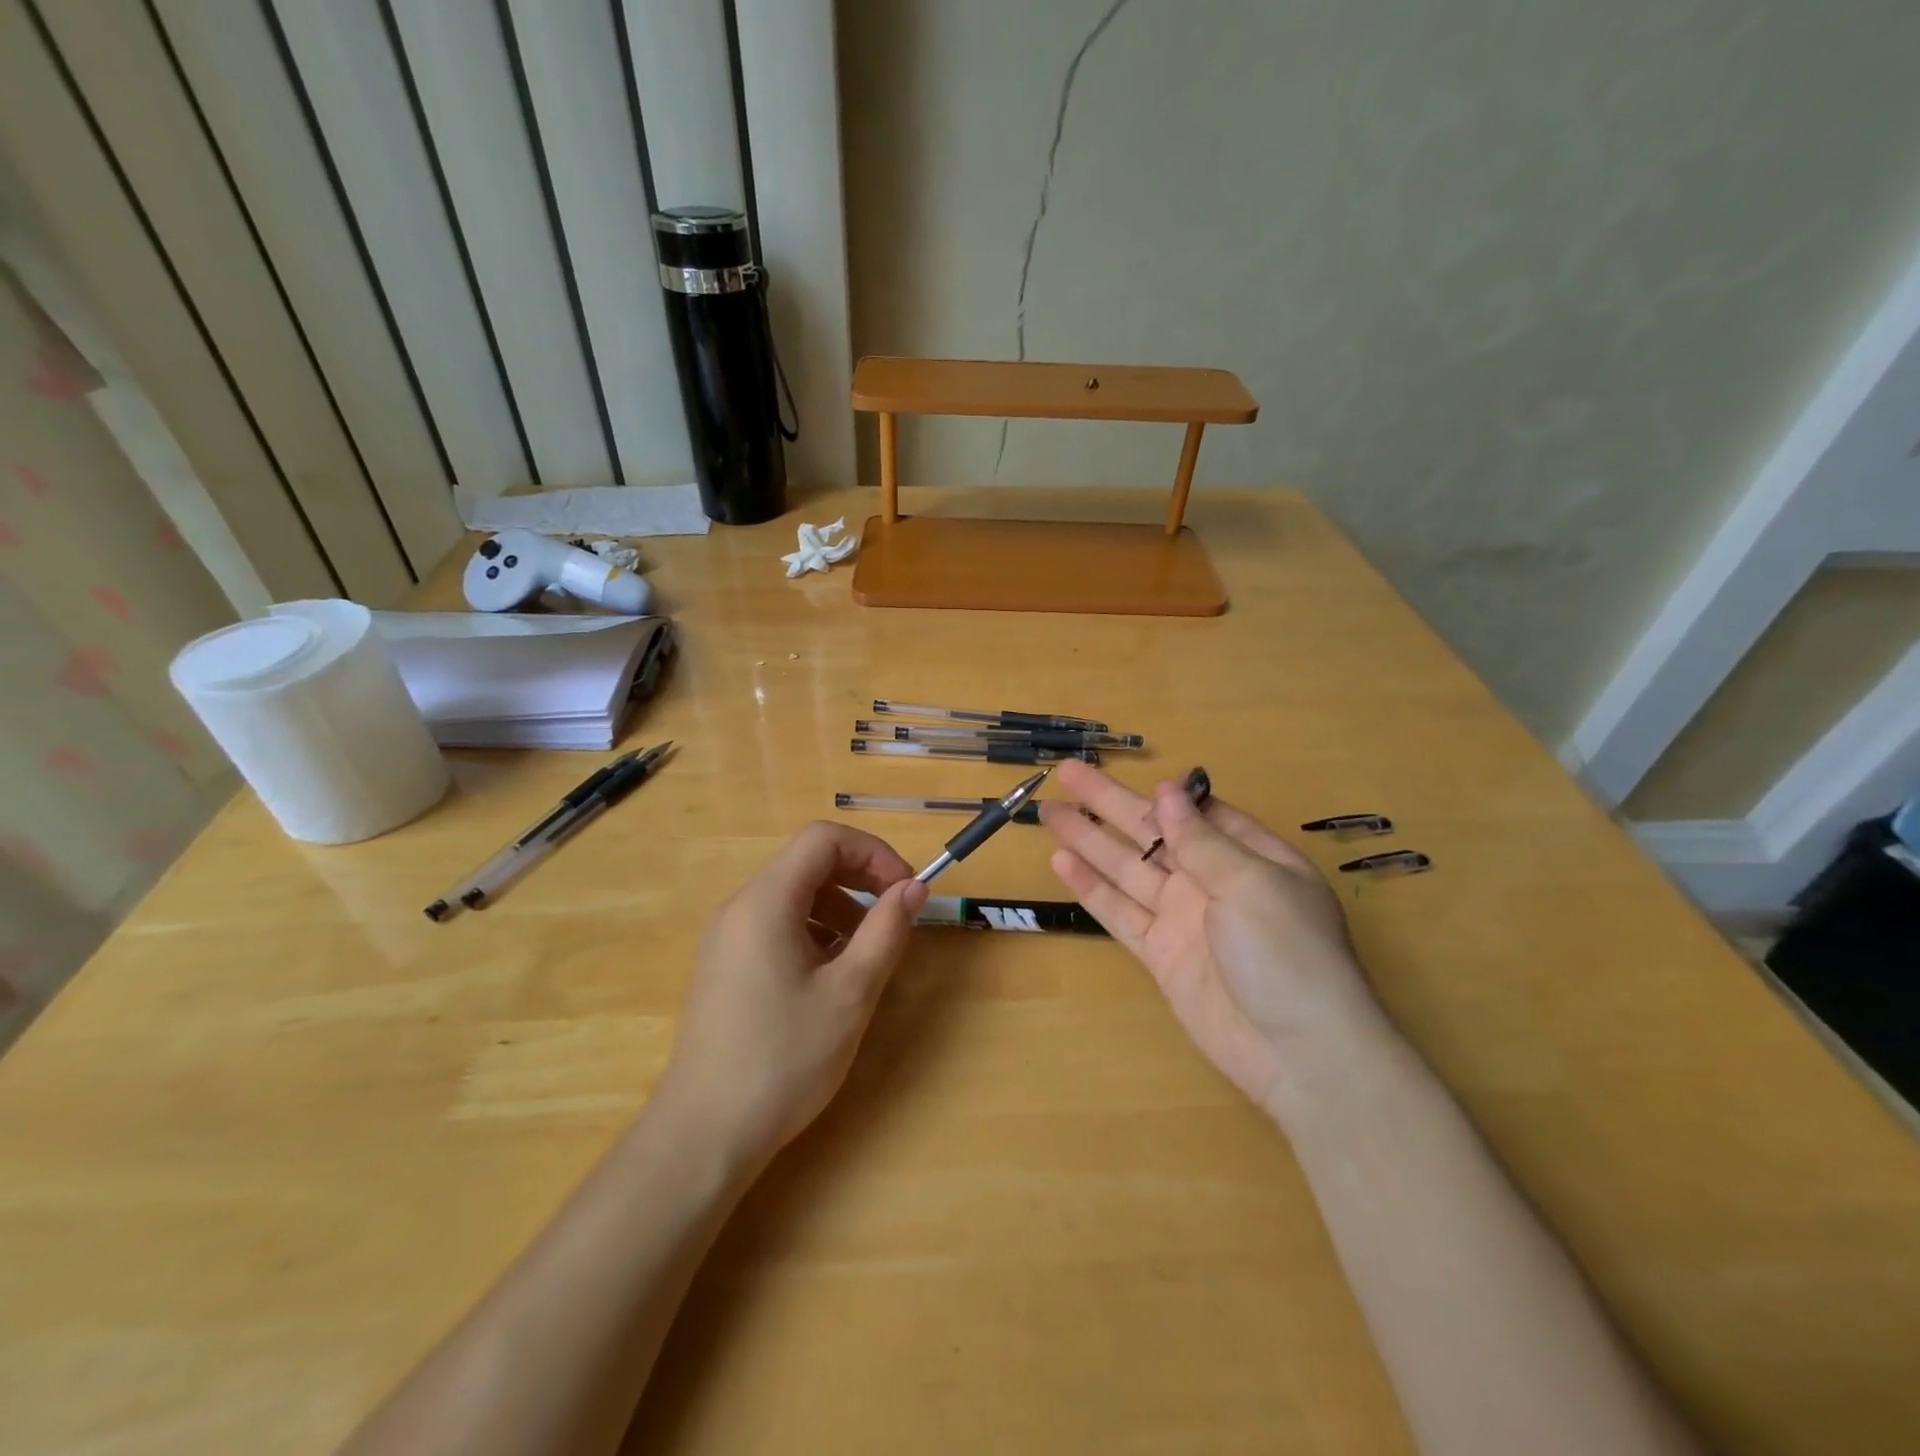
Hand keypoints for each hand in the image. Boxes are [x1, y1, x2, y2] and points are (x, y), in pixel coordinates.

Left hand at [653, 822, 927, 1166]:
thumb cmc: (783, 1059)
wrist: (704, 1134)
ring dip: (839, 906)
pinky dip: (814, 930)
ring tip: (866, 952)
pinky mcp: (725, 964)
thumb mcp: (850, 993)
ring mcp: (727, 936)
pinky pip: (776, 924)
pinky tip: (830, 975)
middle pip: (807, 862)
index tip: (905, 889)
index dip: (873, 852)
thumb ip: (886, 931)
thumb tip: (913, 887)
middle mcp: (740, 907)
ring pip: (793, 894)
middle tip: (896, 915)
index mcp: (766, 902)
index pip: (824, 840)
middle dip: (859, 878)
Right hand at [1041, 760, 1383, 1112]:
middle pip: (1152, 834)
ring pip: (1127, 869)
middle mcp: (1212, 882)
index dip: (1160, 794)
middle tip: (1066, 773)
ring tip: (1050, 812)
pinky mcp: (1160, 954)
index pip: (1198, 814)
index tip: (1124, 771)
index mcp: (1249, 857)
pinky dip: (1091, 889)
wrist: (1298, 1054)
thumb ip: (1203, 840)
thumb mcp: (1252, 883)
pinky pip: (1119, 912)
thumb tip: (1168, 791)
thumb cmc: (1288, 954)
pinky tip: (1062, 863)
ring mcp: (1183, 918)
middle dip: (1109, 804)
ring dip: (1089, 840)